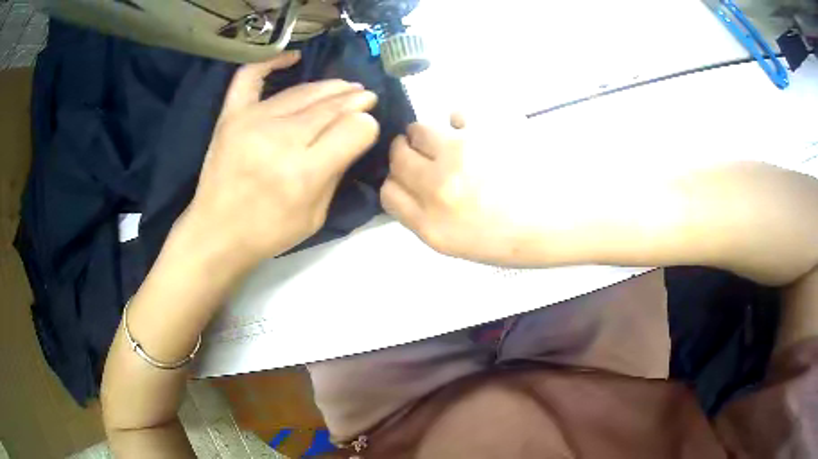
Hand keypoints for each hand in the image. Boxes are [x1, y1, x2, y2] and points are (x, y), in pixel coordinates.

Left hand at [182, 52, 379, 267]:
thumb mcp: (315, 216)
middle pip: (330, 107)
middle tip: (365, 98)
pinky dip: (271, 62)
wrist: (216, 233)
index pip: (353, 130)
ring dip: (329, 88)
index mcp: (304, 172)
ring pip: (302, 92)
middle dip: (354, 100)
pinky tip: (293, 58)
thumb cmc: (268, 231)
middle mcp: (280, 139)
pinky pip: (250, 77)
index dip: (366, 125)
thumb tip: (355, 133)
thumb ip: (336, 172)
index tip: (368, 125)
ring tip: (345, 88)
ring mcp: (252, 122)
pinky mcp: (231, 116)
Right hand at [381, 114, 550, 265]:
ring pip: (418, 130)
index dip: (396, 182)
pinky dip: (460, 120)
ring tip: (449, 140)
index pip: (389, 192)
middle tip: (425, 154)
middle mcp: (437, 188)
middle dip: (405, 153)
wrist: (563, 218)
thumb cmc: (516, 238)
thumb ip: (427, 218)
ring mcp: (460, 155)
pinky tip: (475, 132)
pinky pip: (455, 112)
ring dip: (427, 134)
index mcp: (431, 225)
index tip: (409, 178)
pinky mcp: (483, 130)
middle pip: (397, 157)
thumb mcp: (461, 245)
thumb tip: (412, 187)